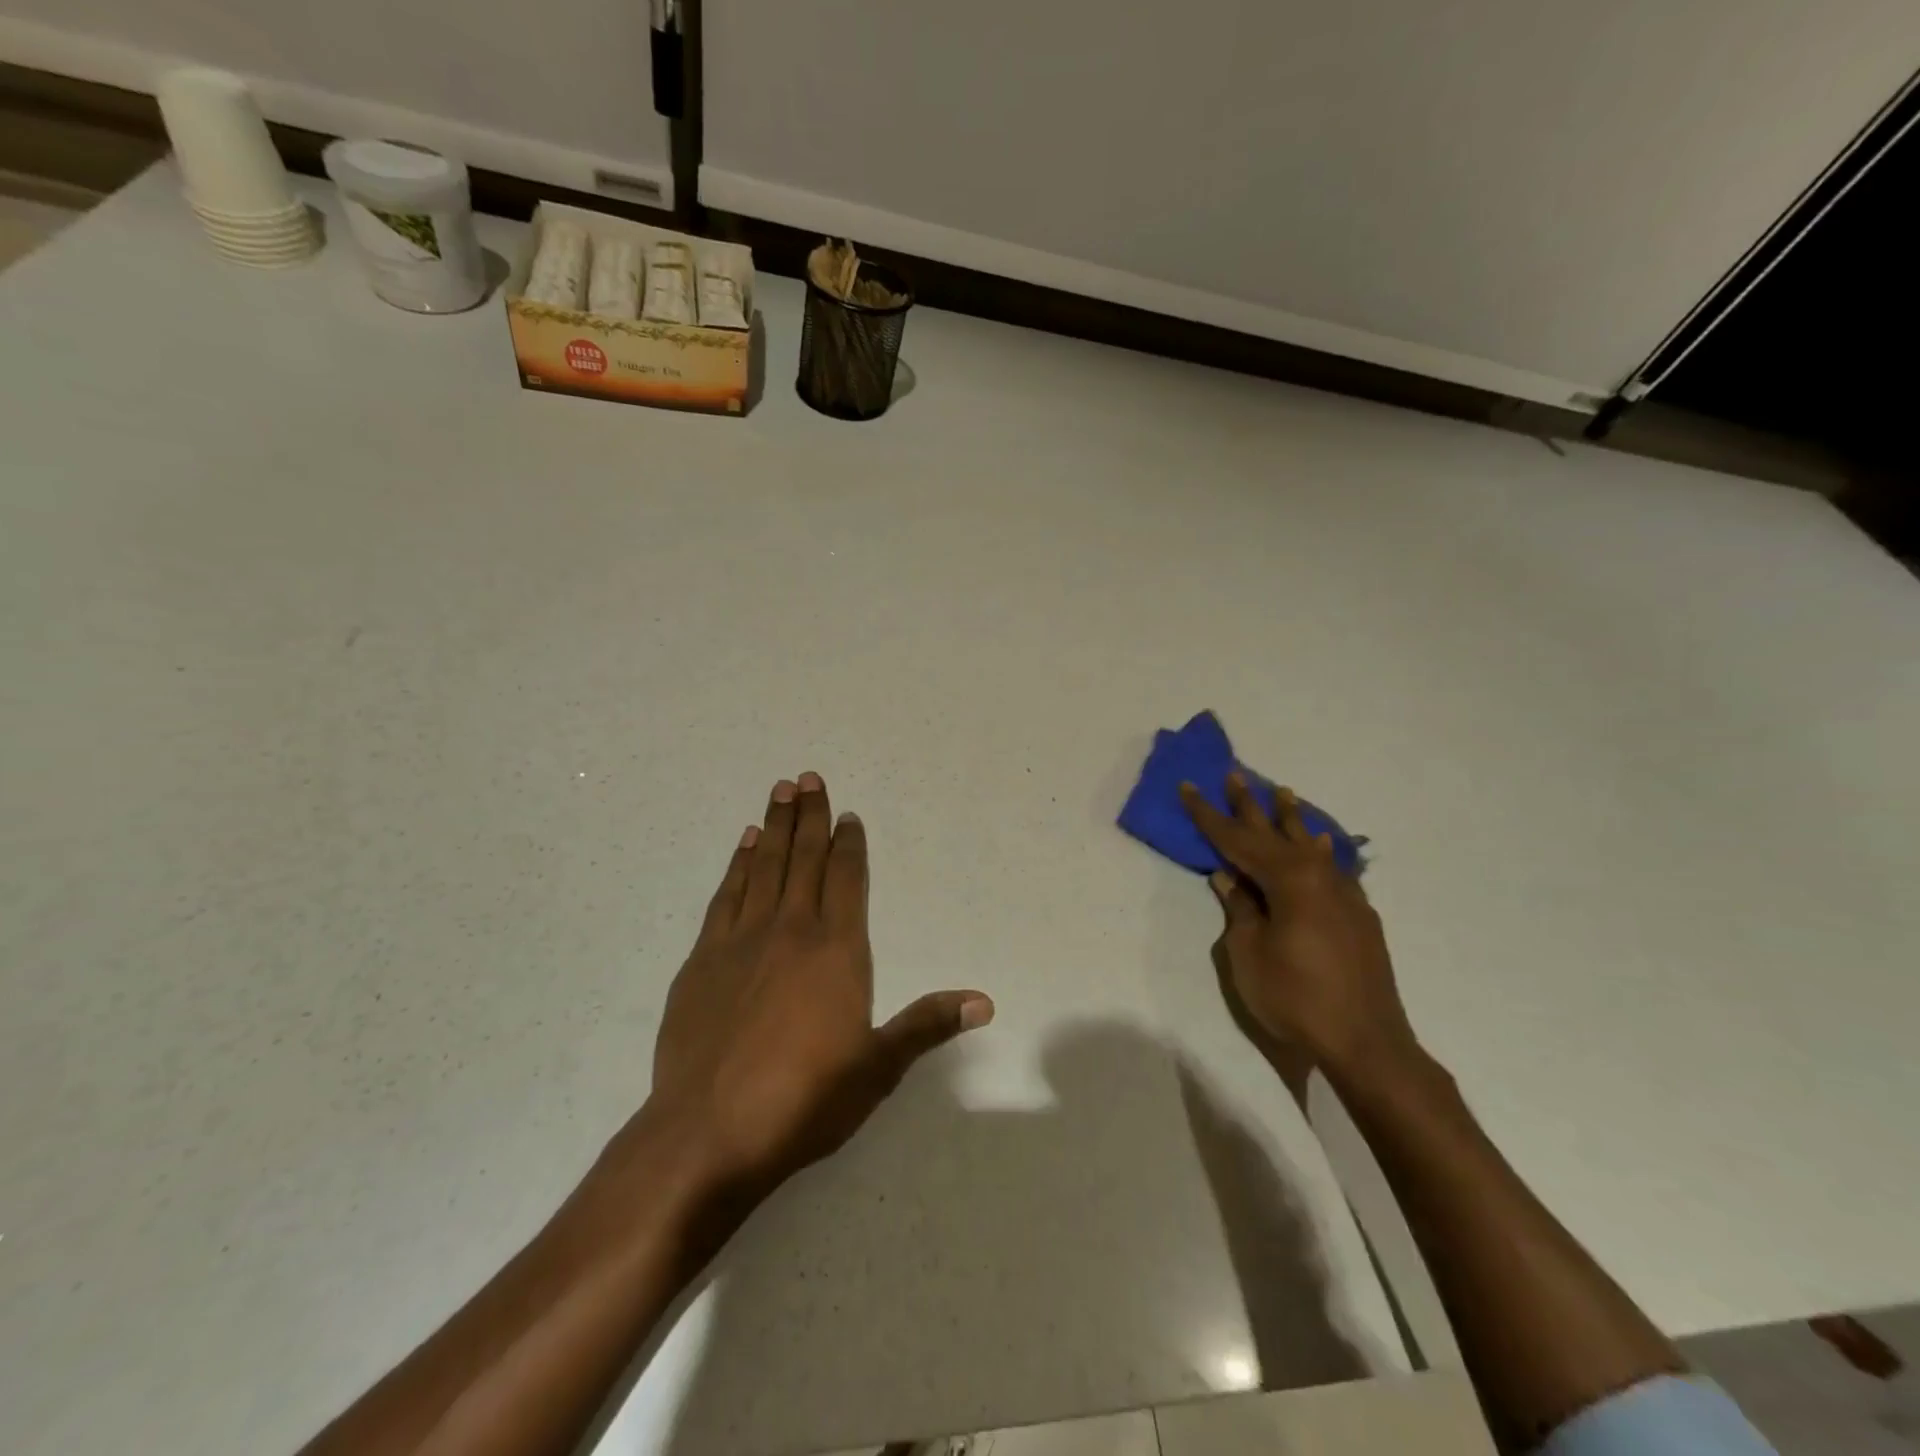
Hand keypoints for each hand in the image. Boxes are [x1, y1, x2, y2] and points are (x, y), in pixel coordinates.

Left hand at [648, 773, 993, 1193]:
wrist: (707, 1132)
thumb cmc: (803, 1100)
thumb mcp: (877, 1067)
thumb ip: (927, 1025)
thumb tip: (984, 1001)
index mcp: (836, 950)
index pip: (847, 880)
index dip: (850, 845)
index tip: (849, 815)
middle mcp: (790, 931)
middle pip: (804, 859)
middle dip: (810, 816)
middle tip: (809, 777)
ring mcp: (741, 940)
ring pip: (764, 867)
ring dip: (775, 827)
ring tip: (780, 791)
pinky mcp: (703, 959)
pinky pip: (726, 895)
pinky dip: (738, 864)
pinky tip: (744, 844)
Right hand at [1182, 774, 1417, 1084]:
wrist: (1366, 1042)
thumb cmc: (1295, 996)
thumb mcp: (1248, 953)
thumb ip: (1239, 909)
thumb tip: (1228, 878)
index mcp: (1287, 879)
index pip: (1236, 839)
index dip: (1208, 815)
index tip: (1189, 786)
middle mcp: (1318, 875)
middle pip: (1274, 833)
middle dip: (1250, 805)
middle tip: (1235, 774)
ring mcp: (1343, 894)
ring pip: (1309, 845)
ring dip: (1291, 819)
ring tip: (1281, 793)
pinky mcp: (1358, 914)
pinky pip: (1332, 867)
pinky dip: (1318, 850)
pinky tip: (1319, 843)